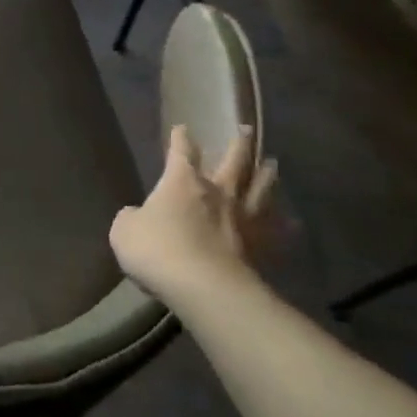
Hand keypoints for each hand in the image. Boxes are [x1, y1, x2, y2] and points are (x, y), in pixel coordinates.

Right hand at [110, 124, 278, 305]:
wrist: (204, 288)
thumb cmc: (158, 251)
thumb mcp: (124, 231)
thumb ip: (131, 218)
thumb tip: (136, 216)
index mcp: (182, 182)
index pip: (181, 152)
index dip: (180, 139)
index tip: (182, 128)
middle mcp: (218, 192)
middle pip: (234, 161)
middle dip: (239, 144)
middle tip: (247, 130)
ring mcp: (243, 218)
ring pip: (260, 188)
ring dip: (266, 174)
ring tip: (272, 164)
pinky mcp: (261, 246)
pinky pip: (276, 231)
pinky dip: (284, 225)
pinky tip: (292, 223)